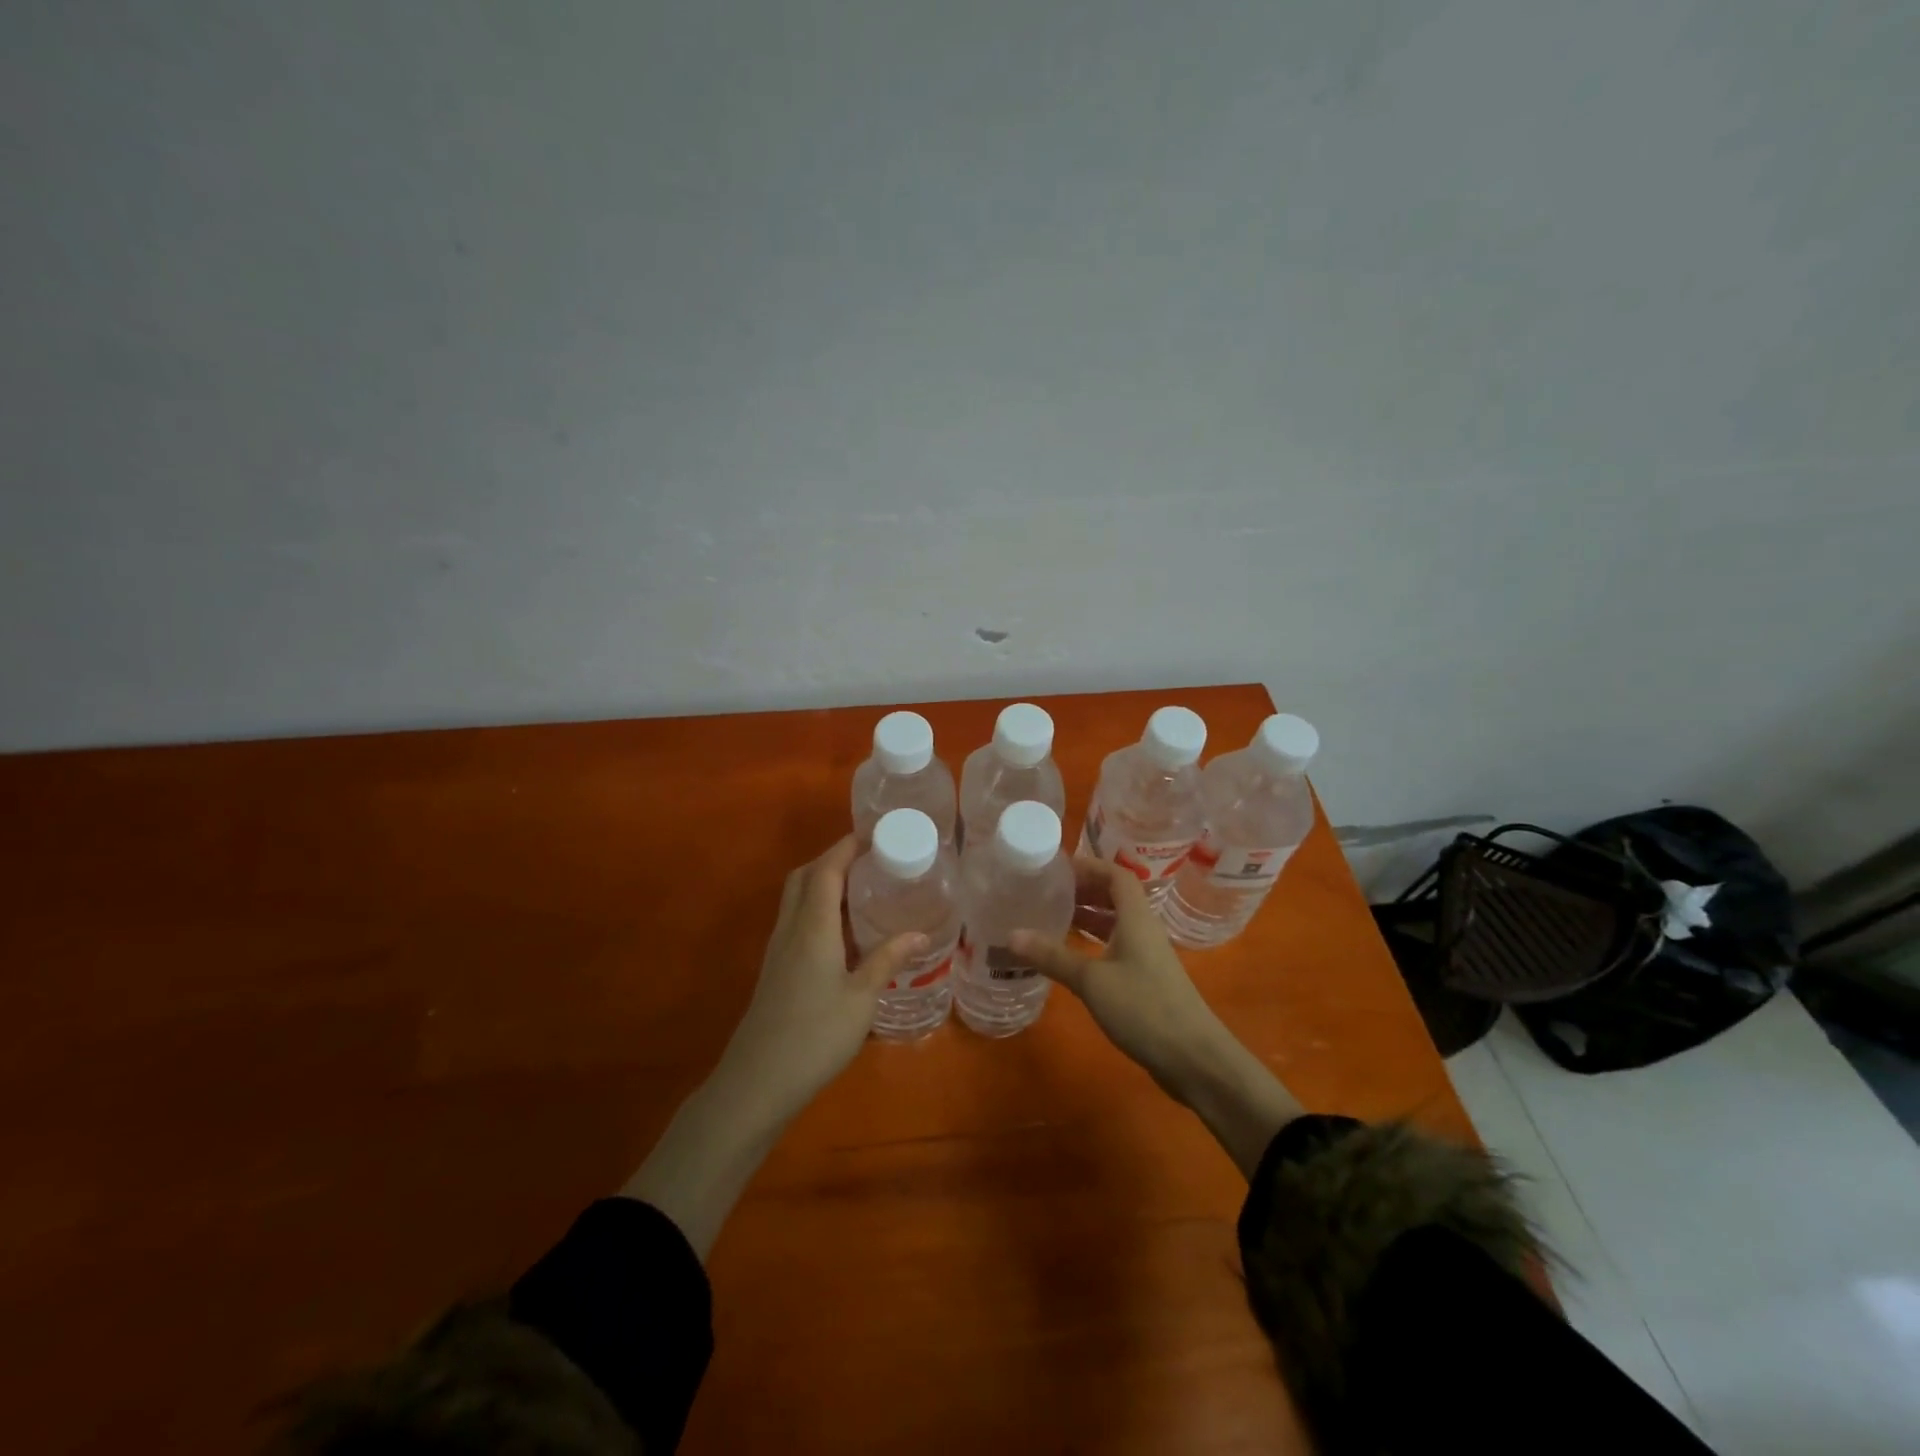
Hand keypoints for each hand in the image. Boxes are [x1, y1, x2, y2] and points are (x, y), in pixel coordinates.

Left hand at [713, 835, 924, 1118]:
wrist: (757, 1083)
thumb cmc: (815, 1036)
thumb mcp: (861, 999)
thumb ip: (887, 960)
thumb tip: (920, 932)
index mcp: (812, 927)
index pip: (825, 871)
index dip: (846, 847)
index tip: (873, 834)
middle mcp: (790, 929)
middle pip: (804, 877)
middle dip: (832, 859)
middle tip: (869, 860)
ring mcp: (778, 949)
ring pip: (796, 898)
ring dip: (822, 881)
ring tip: (861, 887)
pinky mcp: (775, 969)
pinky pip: (795, 920)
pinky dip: (817, 907)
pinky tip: (841, 929)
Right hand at [1013, 857, 1301, 1174]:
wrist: (1194, 1058)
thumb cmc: (1144, 1008)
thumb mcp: (1091, 980)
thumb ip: (1052, 956)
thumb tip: (1011, 935)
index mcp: (1136, 918)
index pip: (1116, 875)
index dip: (1089, 866)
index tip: (1057, 869)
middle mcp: (1144, 929)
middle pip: (1116, 896)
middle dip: (1084, 889)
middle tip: (1049, 891)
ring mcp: (1148, 956)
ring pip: (1116, 923)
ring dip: (1088, 916)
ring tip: (1054, 917)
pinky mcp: (1147, 979)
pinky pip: (1117, 946)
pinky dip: (1094, 941)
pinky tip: (1072, 955)